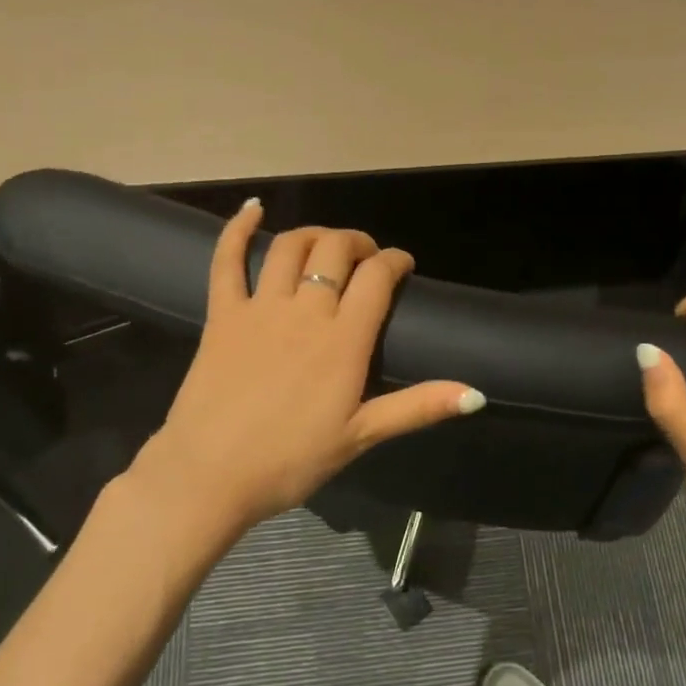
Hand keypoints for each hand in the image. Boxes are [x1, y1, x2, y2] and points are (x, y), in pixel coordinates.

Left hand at [115, 200, 483, 536]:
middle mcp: (305, 311)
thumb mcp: (361, 436)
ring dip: (315, 234)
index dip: (395, 260)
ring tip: (327, 243)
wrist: (210, 476)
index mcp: (343, 340)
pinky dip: (238, 230)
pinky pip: (227, 261)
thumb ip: (417, 407)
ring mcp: (259, 308)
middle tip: (366, 256)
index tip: (402, 264)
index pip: (377, 277)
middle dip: (357, 242)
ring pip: (290, 247)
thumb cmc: (290, 461)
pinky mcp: (221, 315)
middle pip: (335, 250)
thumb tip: (476, 394)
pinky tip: (252, 209)